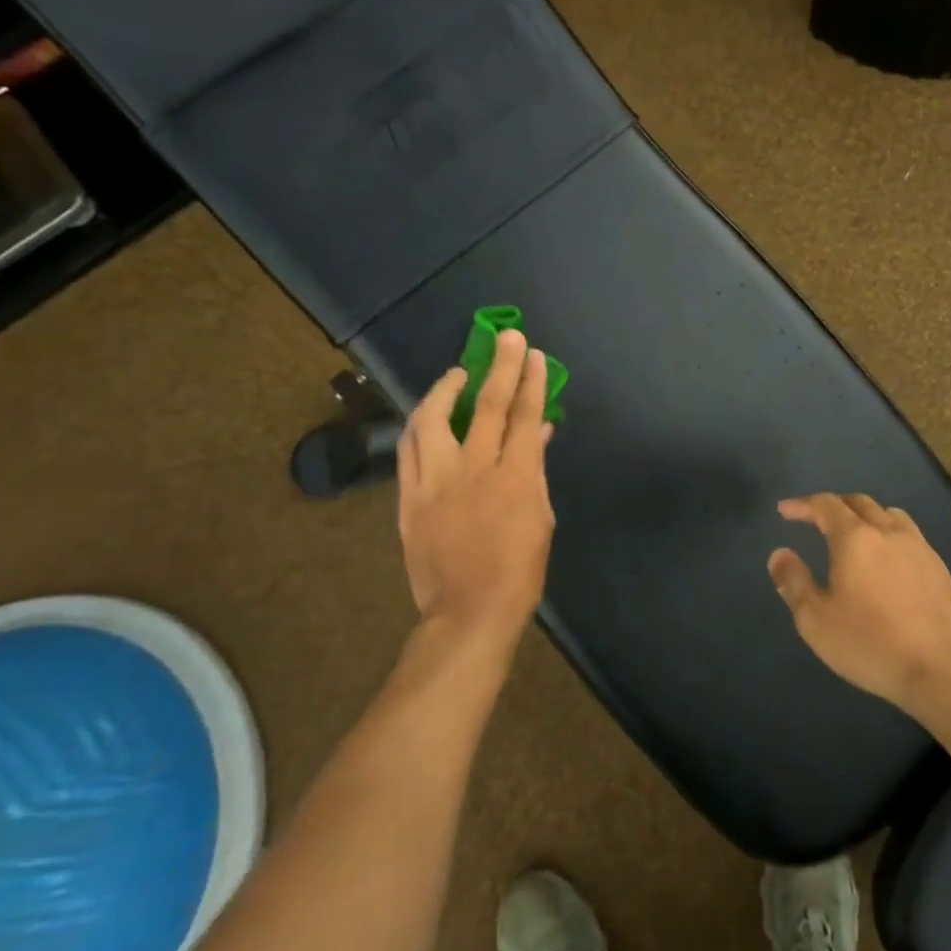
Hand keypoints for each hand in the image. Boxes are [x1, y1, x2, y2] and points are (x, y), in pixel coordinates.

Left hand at [397, 330, 555, 653]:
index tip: (534, 354)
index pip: (525, 416)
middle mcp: (474, 469)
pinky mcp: (410, 498)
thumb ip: (536, 470)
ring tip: (458, 373)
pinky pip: (409, 451)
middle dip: (500, 367)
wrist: (469, 612)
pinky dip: (419, 425)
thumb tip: (538, 433)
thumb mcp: (541, 518)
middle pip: (487, 406)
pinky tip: (427, 414)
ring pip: (434, 419)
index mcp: (515, 476)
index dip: (531, 382)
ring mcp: (437, 482)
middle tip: (507, 338)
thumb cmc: (519, 571)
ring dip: (447, 388)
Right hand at [767, 493, 950, 710]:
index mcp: (855, 538)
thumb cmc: (870, 643)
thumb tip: (779, 554)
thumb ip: (793, 582)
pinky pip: (909, 535)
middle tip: (816, 518)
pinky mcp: (939, 568)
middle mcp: (888, 532)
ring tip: (854, 532)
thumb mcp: (816, 620)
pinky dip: (888, 534)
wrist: (941, 669)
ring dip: (865, 515)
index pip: (825, 505)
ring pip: (889, 514)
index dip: (802, 505)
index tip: (785, 510)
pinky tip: (887, 560)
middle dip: (833, 505)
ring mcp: (919, 547)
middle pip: (859, 502)